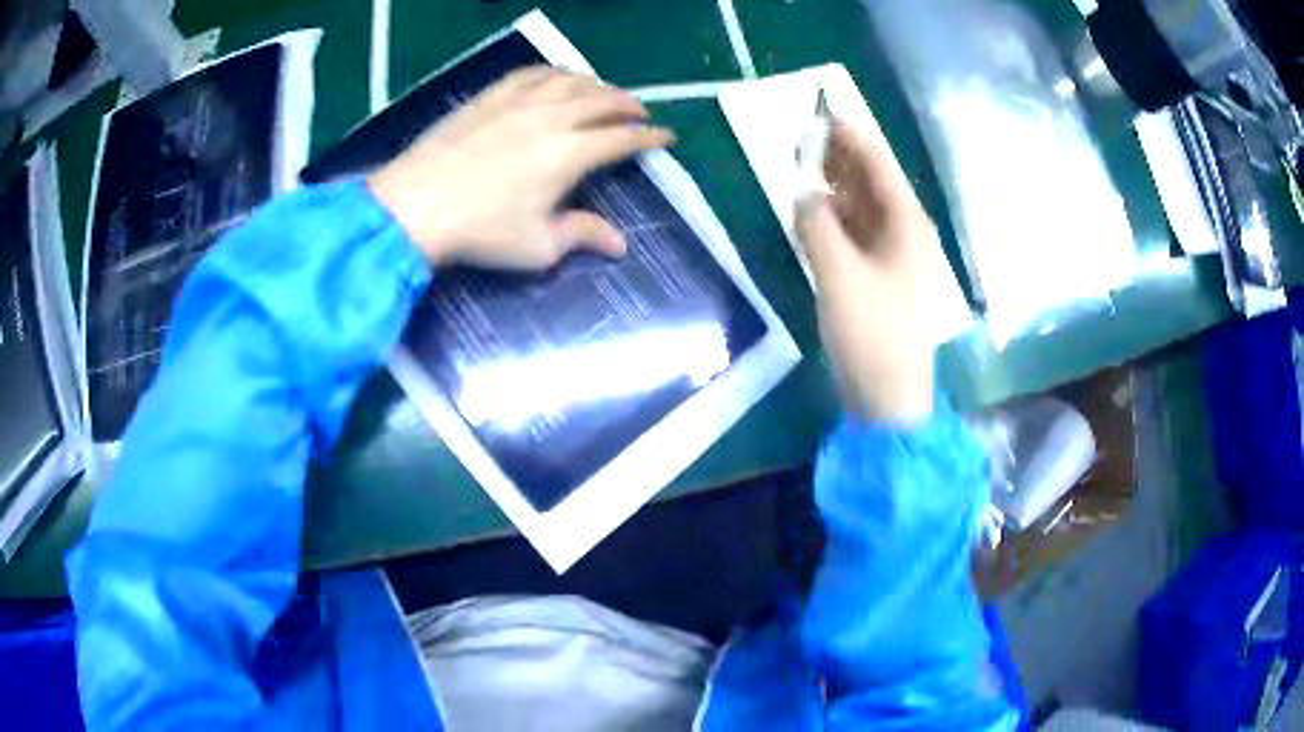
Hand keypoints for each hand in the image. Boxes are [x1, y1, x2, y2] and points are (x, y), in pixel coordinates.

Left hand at [368, 67, 674, 268]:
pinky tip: (559, 76)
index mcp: (570, 153)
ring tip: (606, 92)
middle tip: (640, 112)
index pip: (623, 138)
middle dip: (629, 105)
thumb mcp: (538, 245)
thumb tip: (620, 243)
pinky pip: (531, 73)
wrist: (414, 206)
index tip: (666, 136)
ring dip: (597, 84)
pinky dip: (555, 72)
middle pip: (603, 100)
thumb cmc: (480, 230)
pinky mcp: (489, 97)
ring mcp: (518, 101)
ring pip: (570, 81)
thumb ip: (582, 235)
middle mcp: (552, 117)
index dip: (650, 137)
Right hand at [796, 118, 940, 425]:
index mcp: (907, 223)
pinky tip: (813, 211)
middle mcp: (905, 232)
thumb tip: (803, 195)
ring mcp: (894, 255)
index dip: (853, 135)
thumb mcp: (839, 274)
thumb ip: (816, 225)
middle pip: (873, 181)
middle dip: (842, 157)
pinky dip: (835, 218)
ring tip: (803, 165)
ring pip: (864, 207)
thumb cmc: (872, 332)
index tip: (825, 110)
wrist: (889, 396)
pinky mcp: (880, 277)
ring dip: (836, 186)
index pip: (879, 164)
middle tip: (806, 135)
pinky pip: (857, 233)